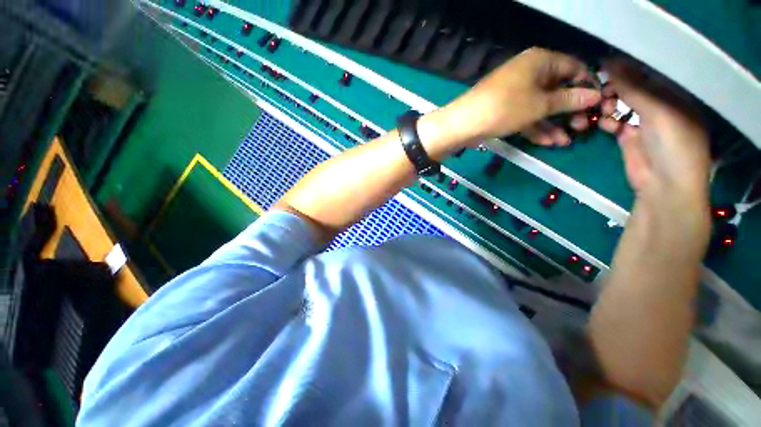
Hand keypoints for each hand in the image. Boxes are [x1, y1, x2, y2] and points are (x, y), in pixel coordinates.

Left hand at [439, 47, 600, 145]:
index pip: (574, 67)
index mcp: (540, 61)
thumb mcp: (541, 104)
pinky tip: (549, 142)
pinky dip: (536, 128)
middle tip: (582, 127)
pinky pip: (526, 116)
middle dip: (570, 110)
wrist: (464, 123)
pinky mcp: (505, 109)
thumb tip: (595, 95)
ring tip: (567, 141)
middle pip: (557, 90)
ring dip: (554, 124)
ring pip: (541, 107)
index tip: (598, 104)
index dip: (587, 85)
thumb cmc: (505, 108)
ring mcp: (515, 93)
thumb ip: (569, 100)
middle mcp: (529, 73)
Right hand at [598, 59, 710, 208]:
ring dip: (607, 106)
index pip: (648, 74)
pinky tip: (605, 125)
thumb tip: (610, 63)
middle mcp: (660, 105)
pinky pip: (613, 122)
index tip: (603, 69)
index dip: (626, 70)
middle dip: (614, 90)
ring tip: (601, 111)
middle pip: (631, 89)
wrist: (664, 186)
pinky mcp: (627, 137)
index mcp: (675, 95)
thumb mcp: (658, 111)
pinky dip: (607, 122)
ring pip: (619, 105)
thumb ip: (634, 87)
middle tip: (600, 94)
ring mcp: (643, 122)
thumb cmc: (672, 144)